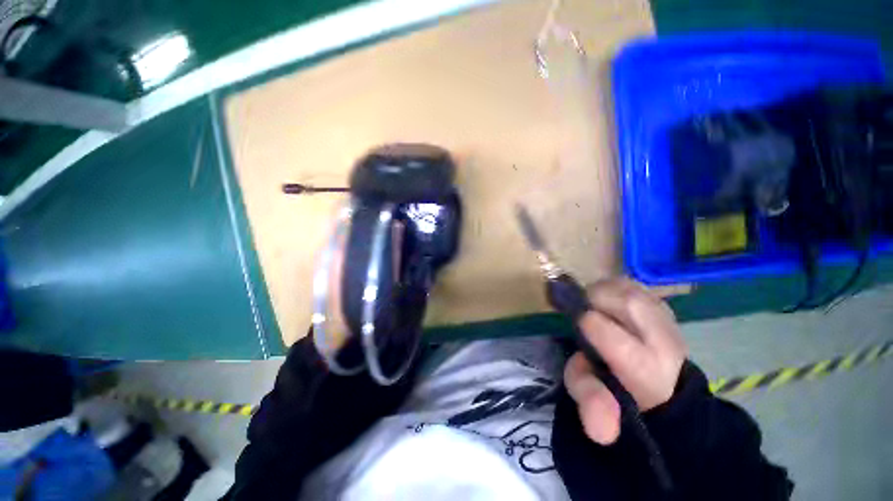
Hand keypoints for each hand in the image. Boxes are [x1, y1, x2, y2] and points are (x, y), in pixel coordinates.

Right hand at [563, 278, 685, 444]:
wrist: (658, 383)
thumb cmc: (616, 389)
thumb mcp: (595, 398)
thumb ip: (592, 404)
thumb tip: (600, 432)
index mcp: (645, 370)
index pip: (616, 340)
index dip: (589, 325)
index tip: (578, 323)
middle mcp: (665, 342)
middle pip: (630, 303)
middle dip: (598, 299)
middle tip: (586, 308)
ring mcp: (668, 321)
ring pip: (633, 289)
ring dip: (606, 291)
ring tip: (596, 304)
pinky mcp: (664, 307)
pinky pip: (635, 285)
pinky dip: (616, 287)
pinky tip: (610, 300)